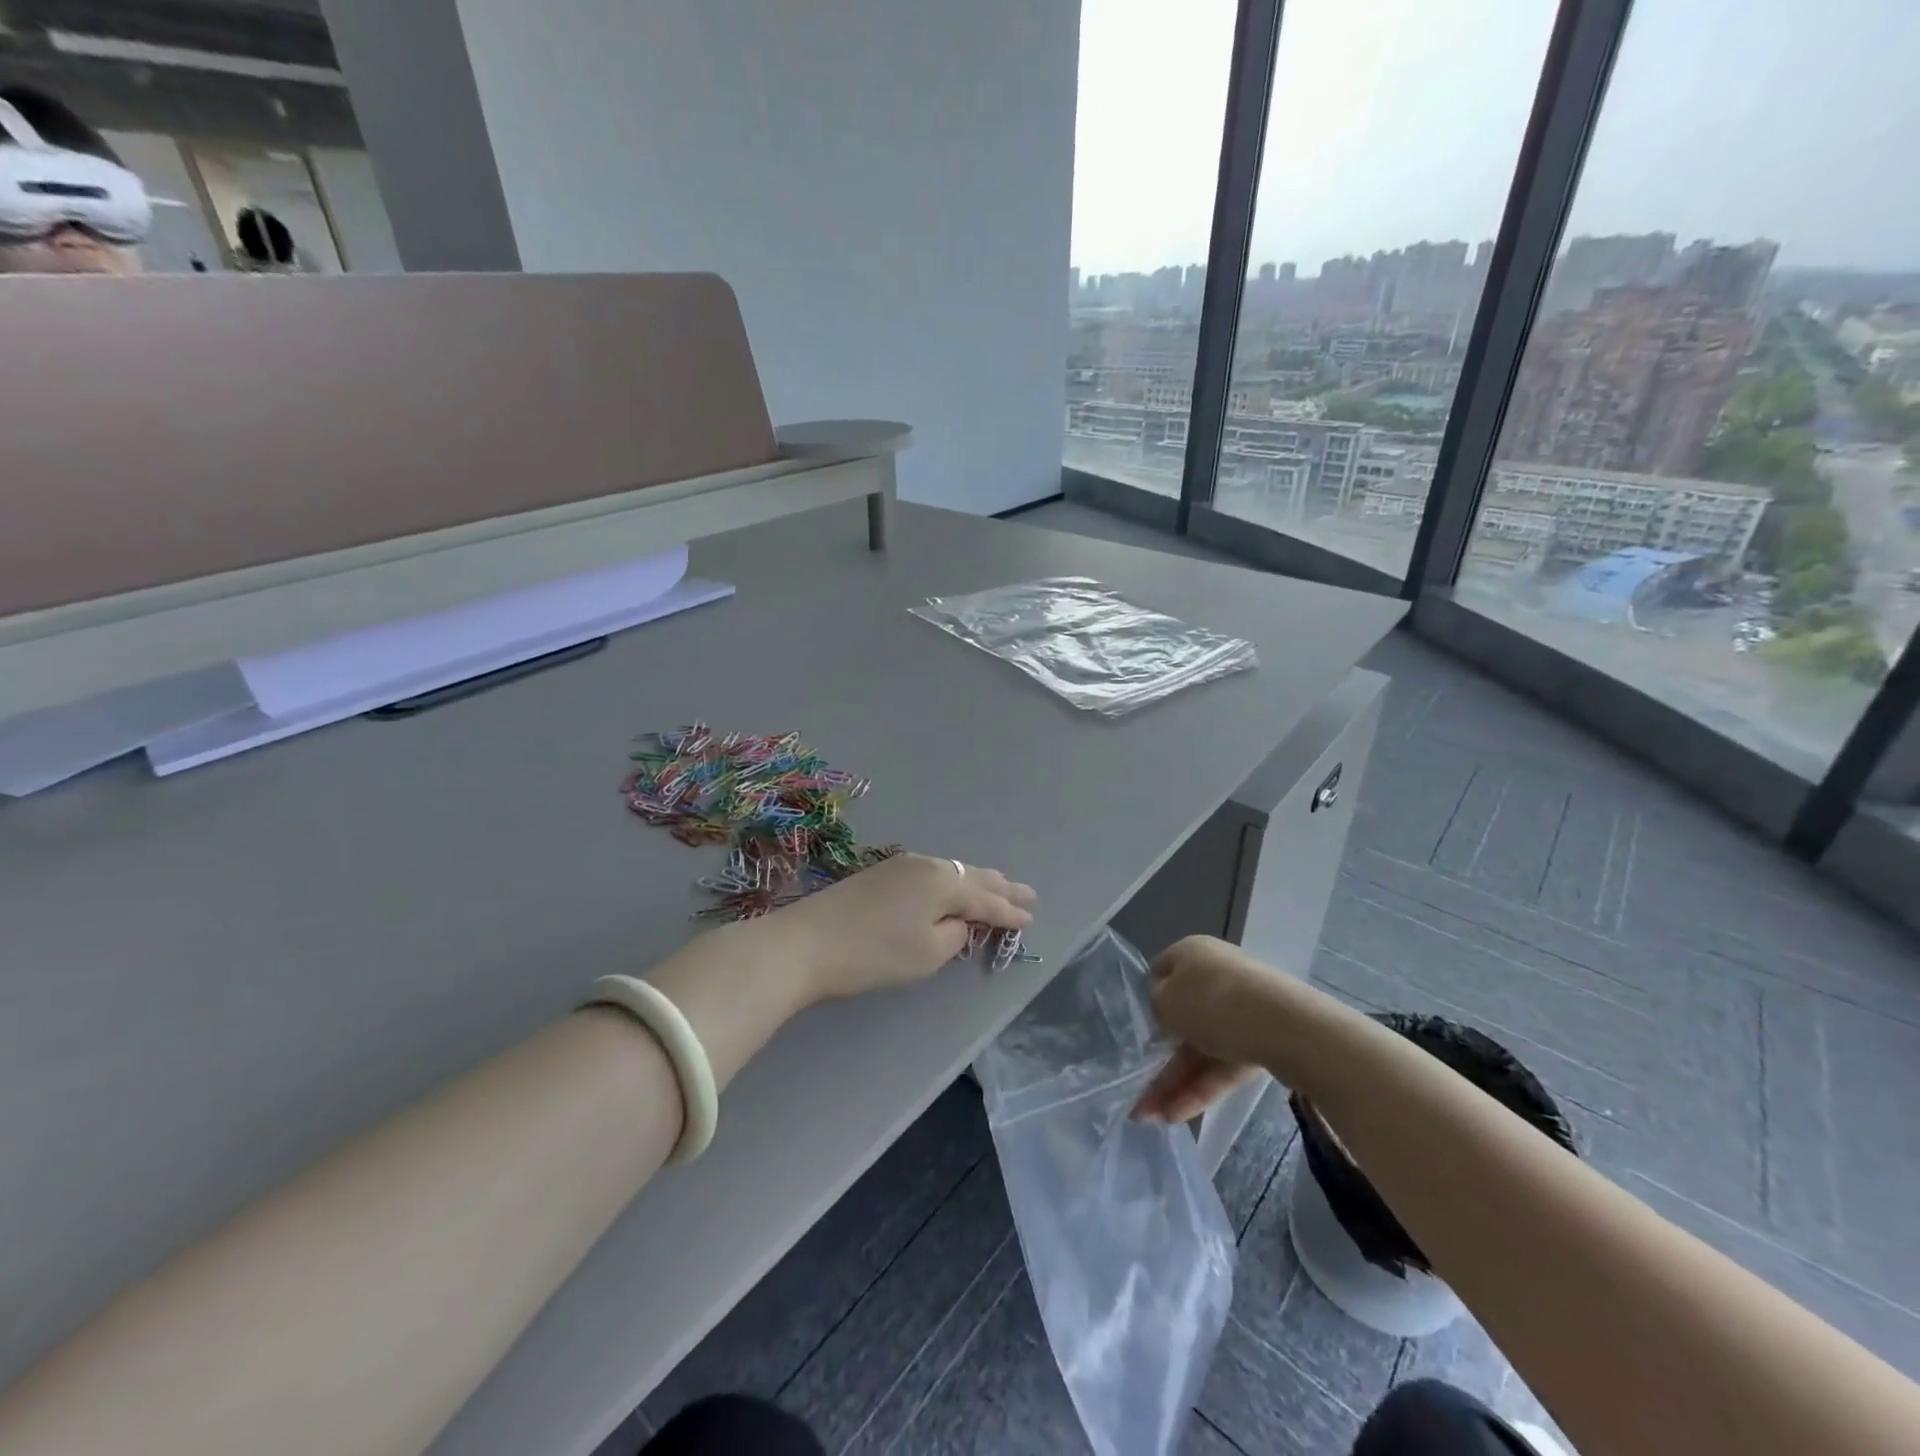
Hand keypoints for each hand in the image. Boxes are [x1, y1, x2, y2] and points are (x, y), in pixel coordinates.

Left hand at [777, 853, 1036, 1001]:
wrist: (806, 942)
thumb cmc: (873, 953)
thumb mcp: (926, 954)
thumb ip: (955, 935)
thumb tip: (960, 922)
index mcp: (943, 883)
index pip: (986, 899)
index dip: (1009, 912)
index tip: (1031, 918)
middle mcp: (926, 865)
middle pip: (972, 877)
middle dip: (1001, 887)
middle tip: (1028, 894)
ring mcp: (901, 865)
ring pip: (951, 871)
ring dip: (976, 881)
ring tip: (998, 886)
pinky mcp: (880, 873)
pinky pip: (931, 873)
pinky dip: (952, 881)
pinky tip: (952, 887)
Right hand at [1133, 935, 1291, 1122]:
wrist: (1286, 1027)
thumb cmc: (1212, 1003)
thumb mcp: (1165, 1001)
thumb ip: (1156, 1005)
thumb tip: (1166, 1010)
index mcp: (1192, 952)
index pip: (1161, 971)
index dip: (1148, 999)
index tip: (1138, 1029)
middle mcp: (1216, 976)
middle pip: (1182, 1018)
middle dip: (1158, 1057)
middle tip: (1136, 1091)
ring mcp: (1242, 1010)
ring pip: (1201, 1048)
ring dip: (1174, 1082)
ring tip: (1148, 1118)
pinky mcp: (1262, 1042)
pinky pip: (1223, 1065)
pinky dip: (1201, 1088)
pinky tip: (1176, 1116)